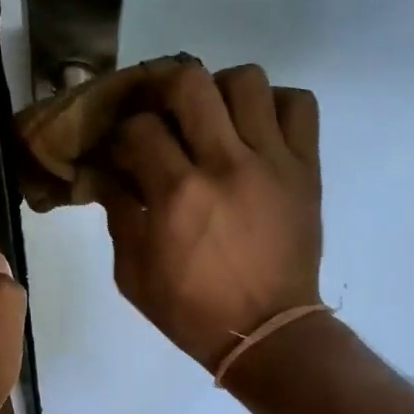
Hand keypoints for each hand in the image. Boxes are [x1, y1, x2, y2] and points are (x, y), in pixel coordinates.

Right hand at [100, 62, 321, 371]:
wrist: (264, 332)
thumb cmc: (191, 310)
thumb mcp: (133, 274)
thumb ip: (119, 215)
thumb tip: (108, 174)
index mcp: (177, 193)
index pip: (139, 128)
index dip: (122, 133)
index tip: (123, 151)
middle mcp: (224, 164)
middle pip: (190, 82)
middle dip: (164, 89)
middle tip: (161, 113)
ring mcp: (272, 161)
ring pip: (247, 81)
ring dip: (220, 91)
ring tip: (213, 119)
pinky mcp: (305, 168)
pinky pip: (298, 105)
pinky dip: (275, 105)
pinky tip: (256, 129)